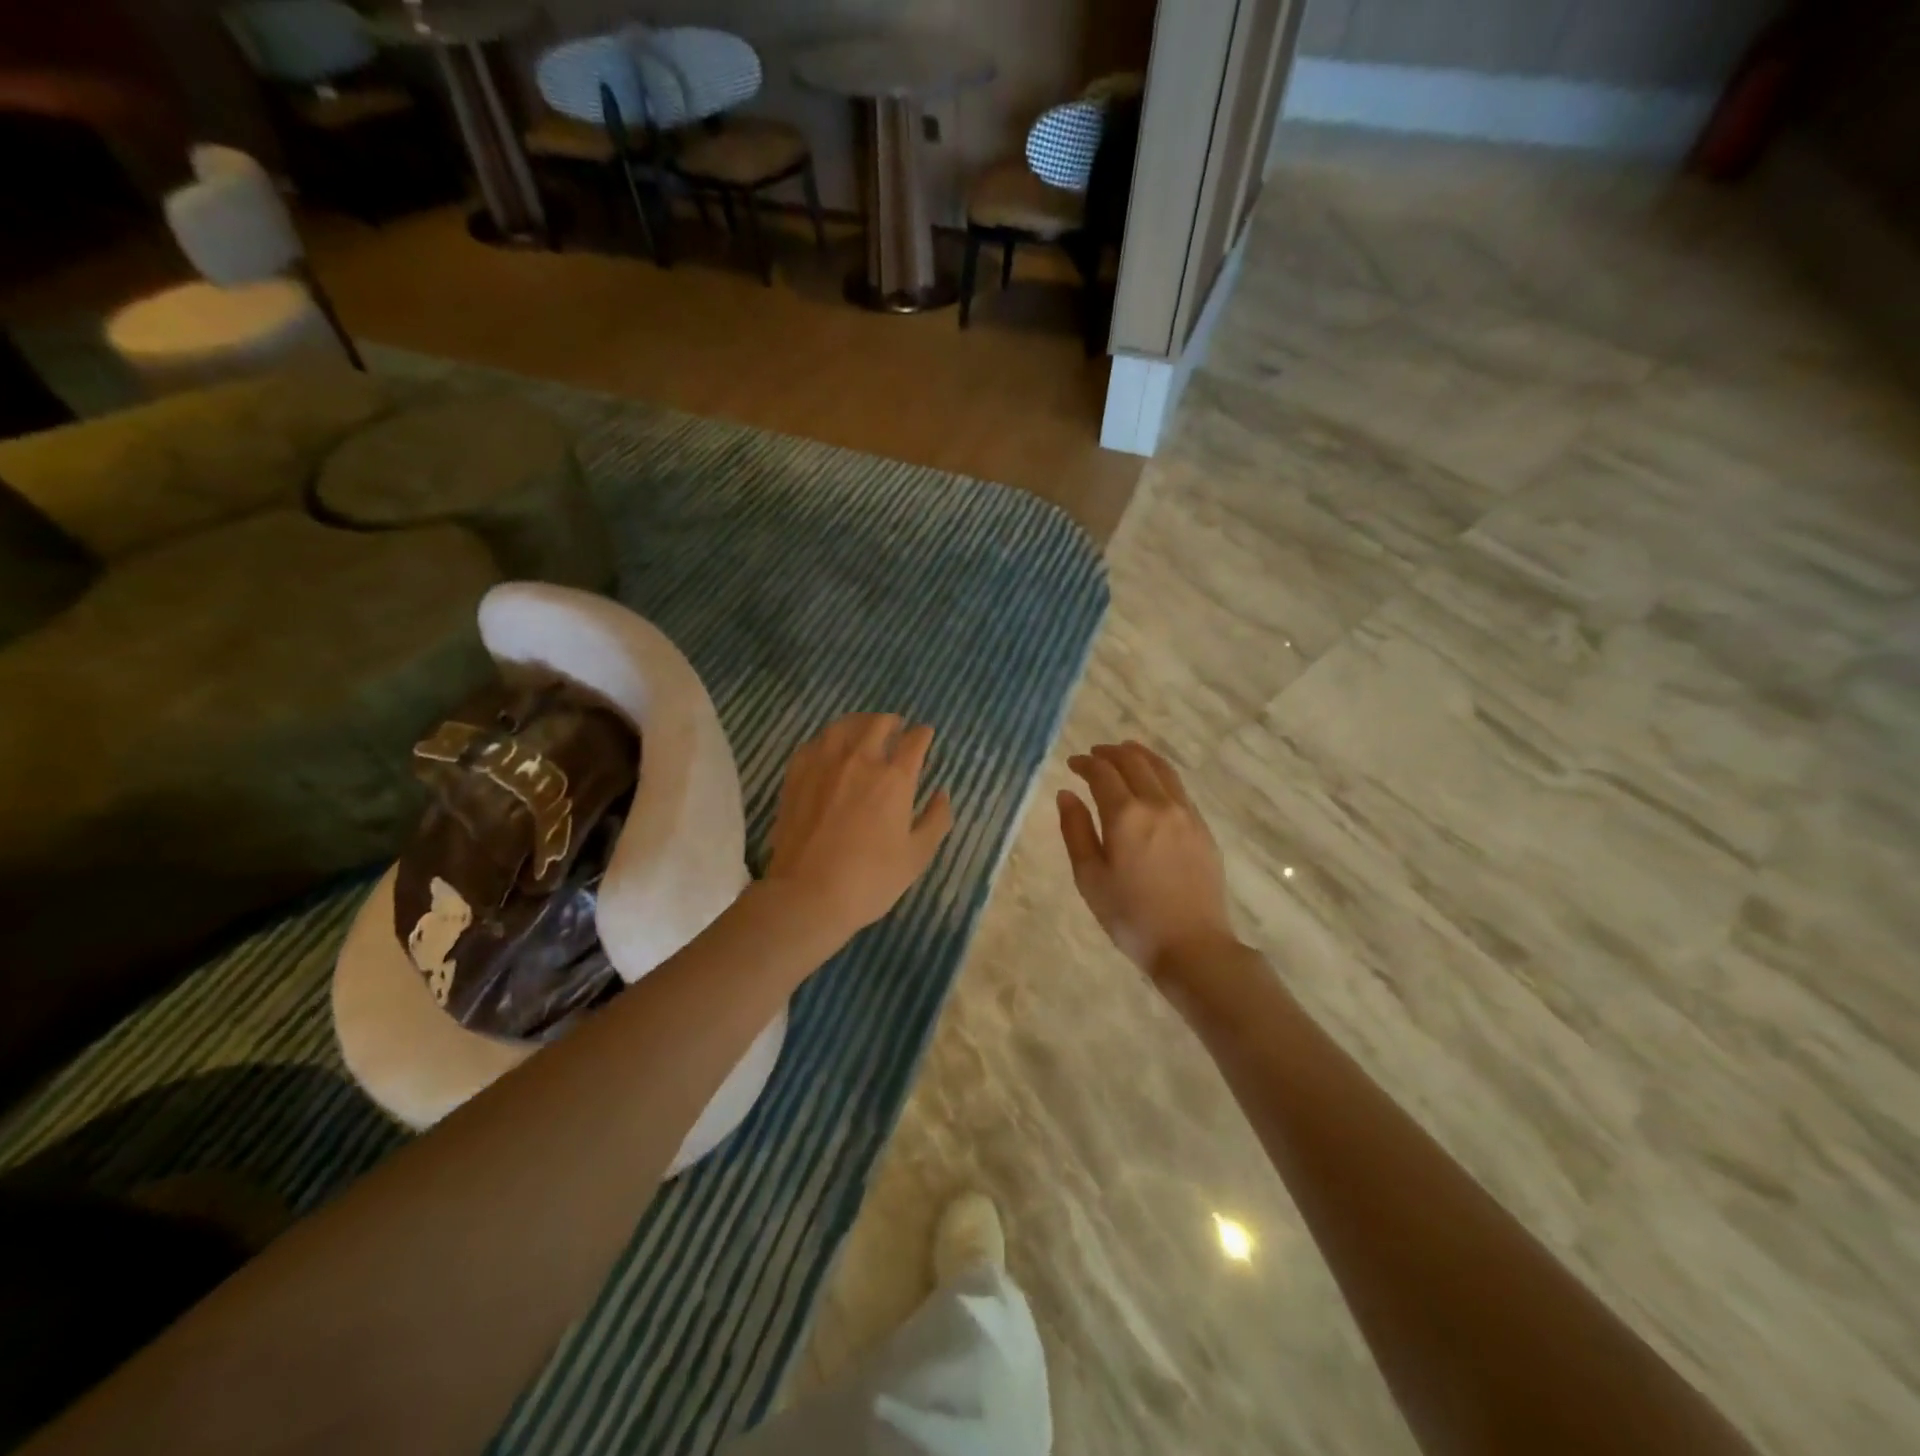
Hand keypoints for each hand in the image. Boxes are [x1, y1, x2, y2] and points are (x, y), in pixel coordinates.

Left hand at [765, 713, 952, 939]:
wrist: (807, 894)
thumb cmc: (870, 879)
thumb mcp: (916, 856)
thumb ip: (935, 820)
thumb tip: (942, 793)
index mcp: (894, 778)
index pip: (914, 741)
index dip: (923, 734)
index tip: (925, 735)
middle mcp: (860, 759)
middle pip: (878, 723)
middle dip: (893, 722)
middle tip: (897, 728)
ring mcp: (824, 763)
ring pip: (844, 725)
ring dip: (860, 723)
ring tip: (865, 730)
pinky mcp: (797, 774)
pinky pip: (816, 742)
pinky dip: (830, 738)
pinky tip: (831, 748)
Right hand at [1058, 742, 1237, 981]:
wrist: (1192, 945)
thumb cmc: (1130, 916)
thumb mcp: (1089, 877)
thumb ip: (1075, 830)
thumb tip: (1066, 794)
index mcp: (1125, 815)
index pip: (1103, 773)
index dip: (1085, 763)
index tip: (1072, 764)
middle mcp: (1157, 804)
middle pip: (1134, 762)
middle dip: (1111, 753)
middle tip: (1094, 755)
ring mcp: (1185, 814)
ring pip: (1161, 769)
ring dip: (1139, 756)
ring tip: (1124, 753)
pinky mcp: (1202, 828)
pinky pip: (1178, 787)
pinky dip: (1160, 773)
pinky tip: (1152, 782)